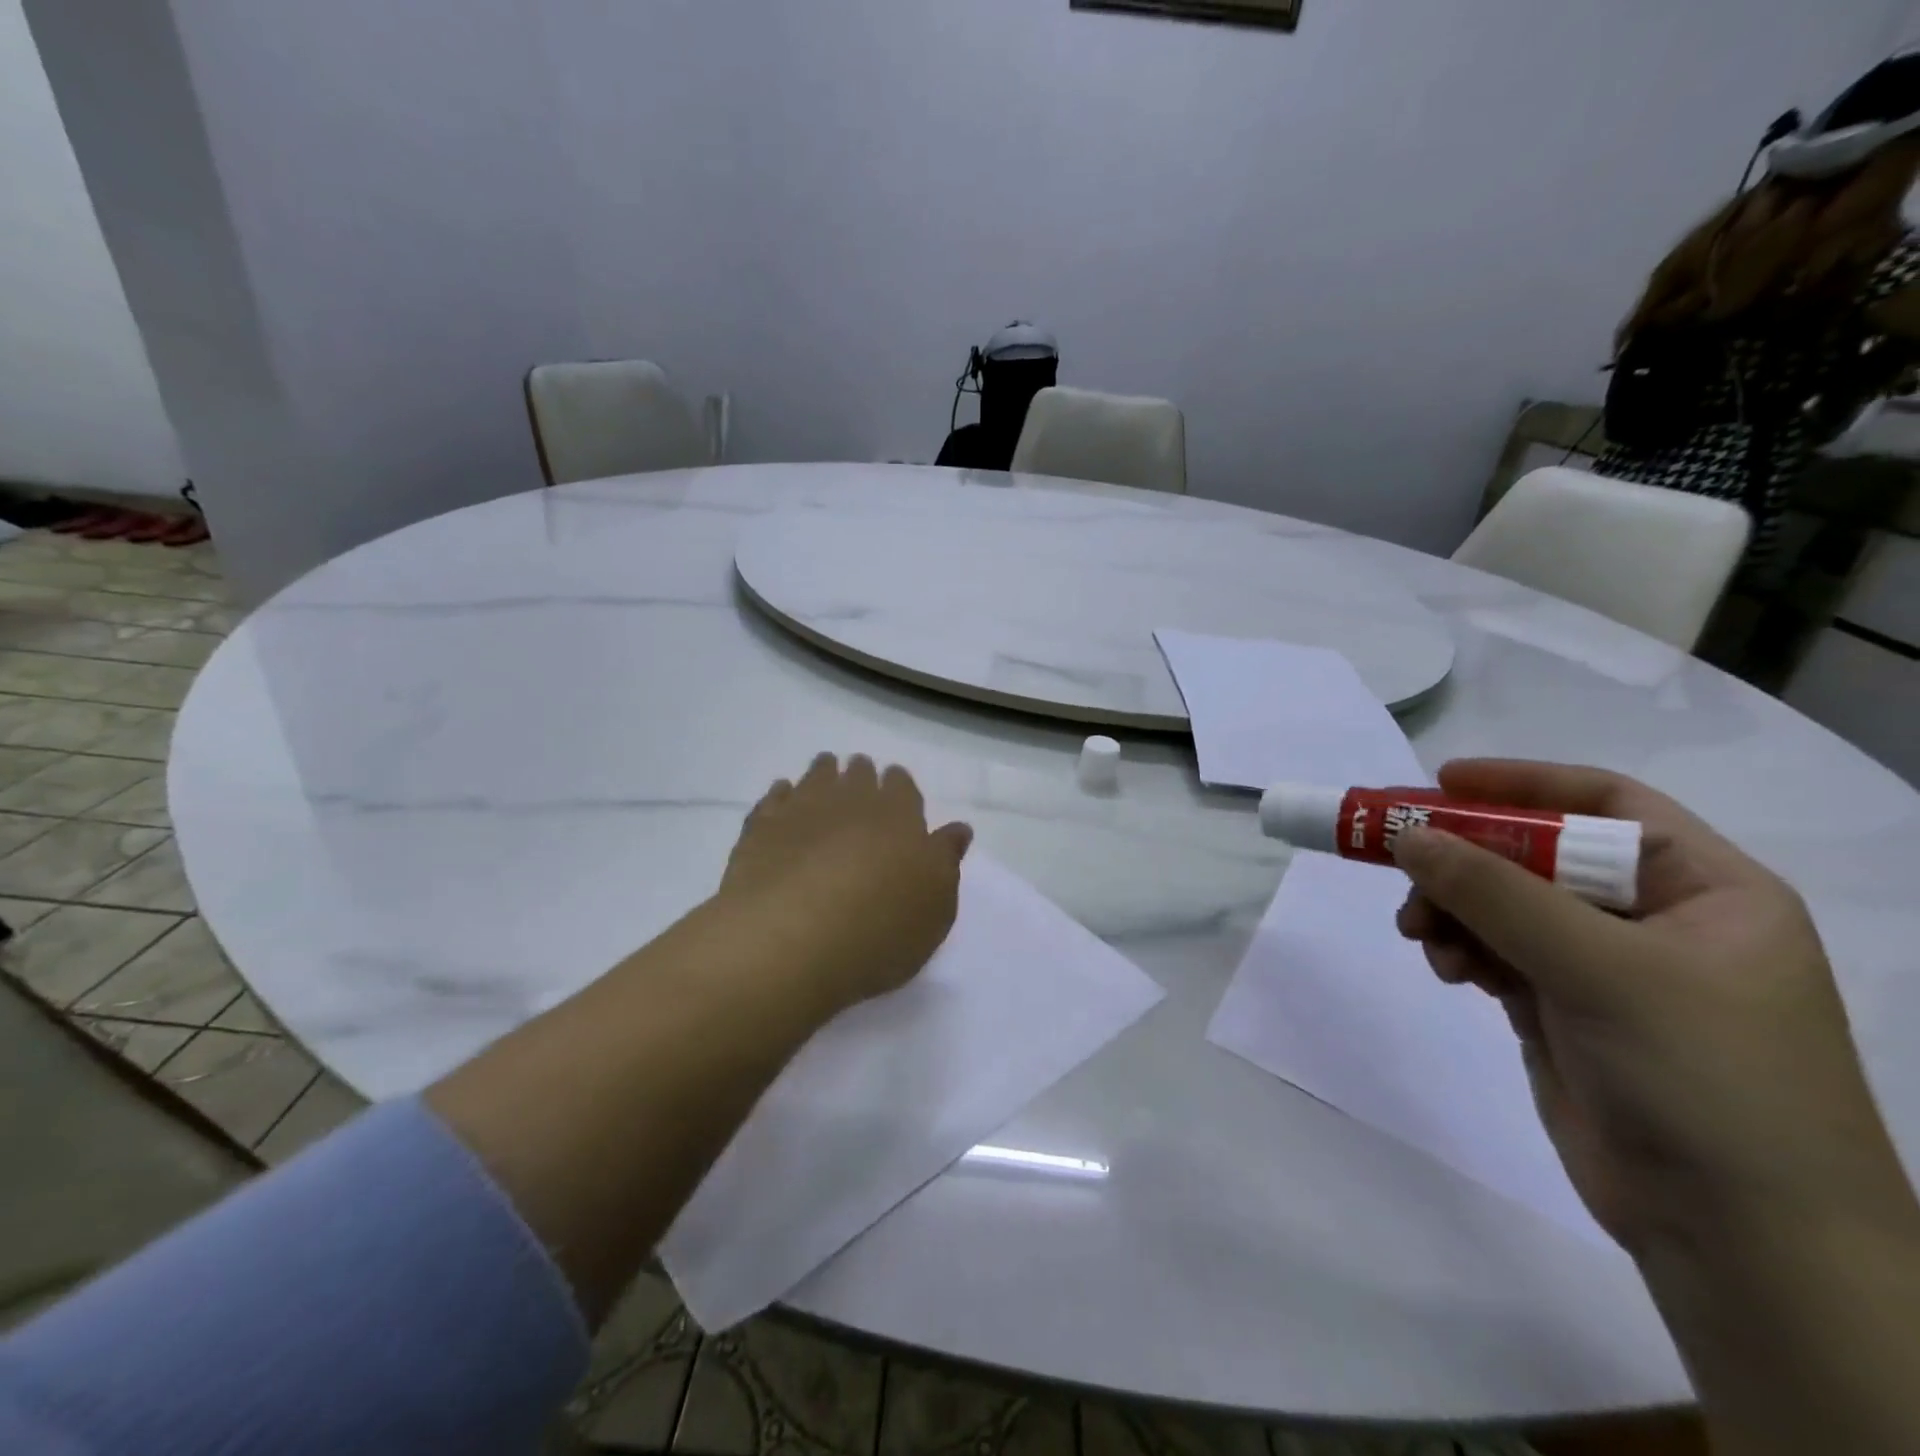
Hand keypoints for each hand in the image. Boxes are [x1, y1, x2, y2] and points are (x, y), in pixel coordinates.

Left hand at [717, 753, 972, 1015]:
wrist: (793, 937)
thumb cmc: (881, 928)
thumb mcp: (936, 905)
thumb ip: (946, 860)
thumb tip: (958, 829)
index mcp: (899, 815)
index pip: (902, 786)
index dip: (899, 785)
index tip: (895, 786)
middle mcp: (851, 800)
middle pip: (858, 774)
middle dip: (861, 774)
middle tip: (859, 775)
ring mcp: (802, 810)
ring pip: (816, 776)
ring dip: (823, 772)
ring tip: (825, 771)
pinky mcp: (761, 829)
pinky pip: (774, 799)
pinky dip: (782, 794)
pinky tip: (782, 796)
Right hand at [1392, 759, 1907, 1254]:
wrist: (1740, 1240)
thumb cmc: (1703, 1078)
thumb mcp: (1600, 969)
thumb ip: (1496, 893)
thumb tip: (1405, 835)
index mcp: (1706, 889)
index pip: (1606, 803)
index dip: (1522, 782)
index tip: (1441, 782)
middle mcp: (1656, 918)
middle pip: (1538, 854)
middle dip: (1466, 859)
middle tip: (1400, 862)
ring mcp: (1605, 967)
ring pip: (1504, 905)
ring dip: (1453, 910)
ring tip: (1421, 935)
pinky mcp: (1563, 1009)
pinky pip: (1495, 952)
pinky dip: (1462, 950)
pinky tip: (1448, 970)